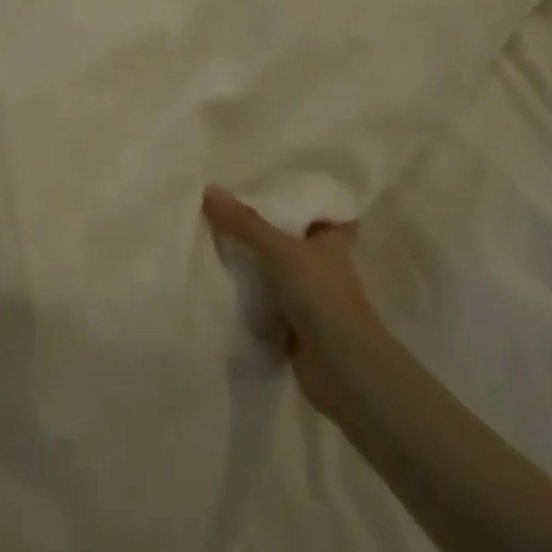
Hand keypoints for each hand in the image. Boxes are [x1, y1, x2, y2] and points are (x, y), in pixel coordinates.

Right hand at [203, 185, 386, 418]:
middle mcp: (322, 265)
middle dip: (261, 227)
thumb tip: (209, 189)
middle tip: (223, 205)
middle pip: (288, 238)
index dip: (300, 197)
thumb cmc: (322, 298)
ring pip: (273, 270)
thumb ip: (246, 224)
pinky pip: (262, 301)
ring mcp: (308, 297)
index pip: (320, 210)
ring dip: (250, 262)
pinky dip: (245, 295)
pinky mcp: (292, 324)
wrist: (343, 370)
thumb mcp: (281, 252)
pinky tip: (216, 280)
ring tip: (209, 236)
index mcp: (332, 241)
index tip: (268, 181)